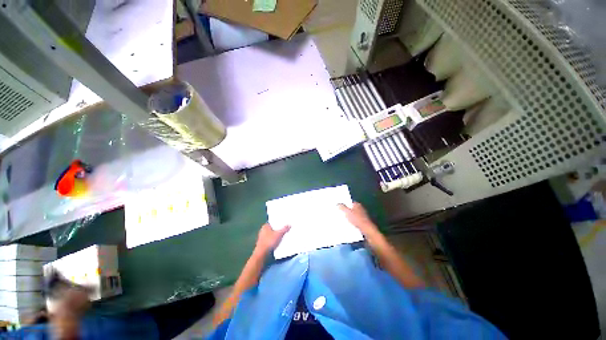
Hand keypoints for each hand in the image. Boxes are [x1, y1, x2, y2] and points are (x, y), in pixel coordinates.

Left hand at [254, 223, 289, 254]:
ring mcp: (262, 238)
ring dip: (276, 236)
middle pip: (272, 229)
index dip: (278, 223)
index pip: (273, 222)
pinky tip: (278, 243)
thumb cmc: (269, 241)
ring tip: (282, 236)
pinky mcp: (263, 244)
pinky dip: (273, 241)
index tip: (284, 223)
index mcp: (265, 226)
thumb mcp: (279, 234)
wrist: (262, 254)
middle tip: (284, 229)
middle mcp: (262, 231)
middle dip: (278, 230)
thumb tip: (289, 225)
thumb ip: (284, 229)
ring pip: (271, 235)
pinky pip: (270, 240)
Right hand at [338, 202, 377, 236]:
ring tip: (343, 219)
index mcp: (357, 204)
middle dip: (346, 210)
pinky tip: (349, 224)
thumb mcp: (347, 212)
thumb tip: (338, 203)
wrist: (367, 229)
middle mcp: (360, 208)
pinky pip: (355, 219)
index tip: (339, 206)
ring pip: (353, 214)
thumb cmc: (357, 219)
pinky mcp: (363, 221)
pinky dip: (352, 221)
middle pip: (351, 208)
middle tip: (339, 212)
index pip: (349, 202)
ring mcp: (362, 215)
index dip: (344, 204)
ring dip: (349, 216)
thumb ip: (342, 207)